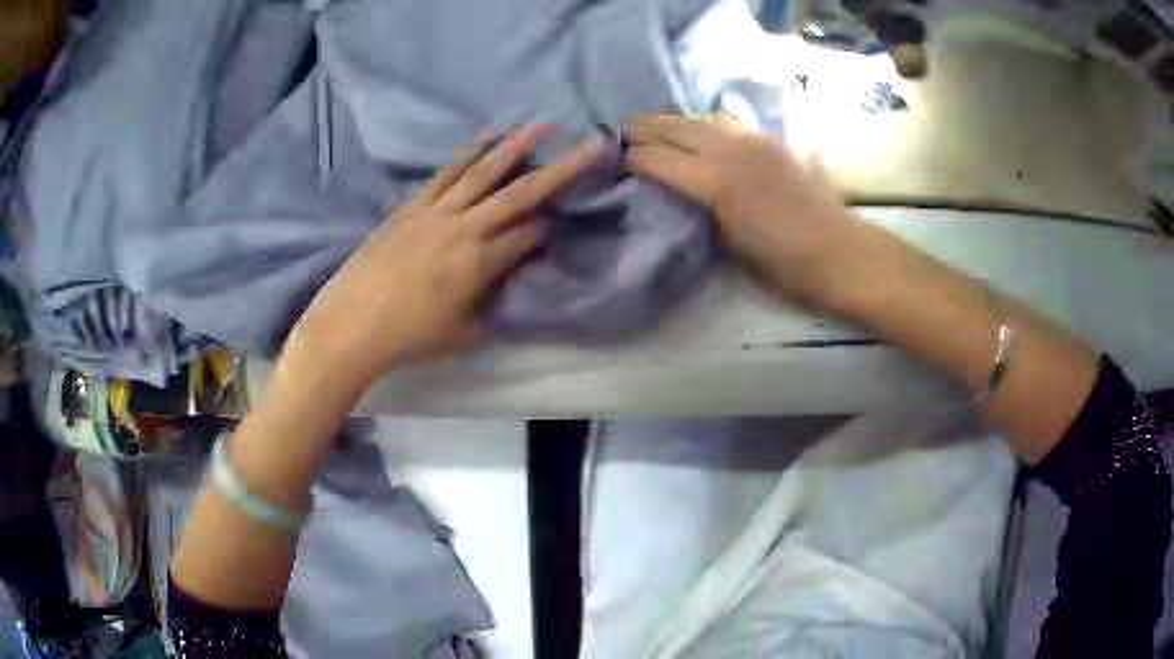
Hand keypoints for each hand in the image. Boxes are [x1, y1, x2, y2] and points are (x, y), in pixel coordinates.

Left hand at [286, 125, 606, 390]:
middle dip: (561, 169)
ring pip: (484, 172)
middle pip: (521, 193)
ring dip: (516, 146)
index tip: (563, 223)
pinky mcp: (413, 205)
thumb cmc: (409, 337)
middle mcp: (465, 228)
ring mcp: (437, 211)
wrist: (351, 323)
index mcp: (481, 263)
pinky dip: (469, 151)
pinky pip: (447, 172)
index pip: (530, 235)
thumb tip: (509, 280)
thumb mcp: (463, 333)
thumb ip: (492, 304)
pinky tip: (487, 135)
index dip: (551, 227)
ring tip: (542, 124)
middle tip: (590, 144)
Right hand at [624, 112, 859, 307]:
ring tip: (652, 124)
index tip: (613, 158)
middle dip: (642, 128)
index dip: (632, 156)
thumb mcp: (729, 244)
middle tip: (620, 132)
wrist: (837, 250)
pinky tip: (696, 127)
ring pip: (699, 117)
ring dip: (671, 119)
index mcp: (714, 182)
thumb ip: (699, 210)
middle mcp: (728, 150)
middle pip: (674, 127)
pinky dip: (702, 121)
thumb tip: (680, 193)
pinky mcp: (769, 140)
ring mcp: (751, 140)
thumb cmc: (783, 263)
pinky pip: (726, 121)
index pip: (659, 158)